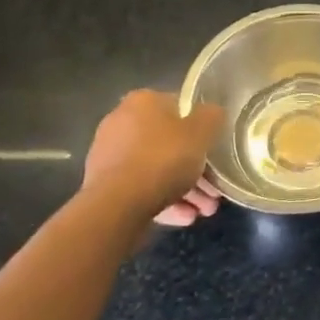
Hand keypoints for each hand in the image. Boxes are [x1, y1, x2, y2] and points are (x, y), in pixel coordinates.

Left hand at [80, 90, 222, 225]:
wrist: (116, 206)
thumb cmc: (163, 158)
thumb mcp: (202, 132)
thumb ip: (212, 117)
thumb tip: (213, 113)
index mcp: (143, 101)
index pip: (181, 109)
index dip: (203, 131)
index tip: (216, 154)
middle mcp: (121, 122)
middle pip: (169, 143)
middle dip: (195, 168)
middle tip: (213, 192)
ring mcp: (109, 155)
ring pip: (156, 169)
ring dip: (183, 188)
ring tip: (203, 211)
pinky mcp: (103, 186)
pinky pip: (141, 188)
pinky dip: (163, 200)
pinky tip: (184, 218)